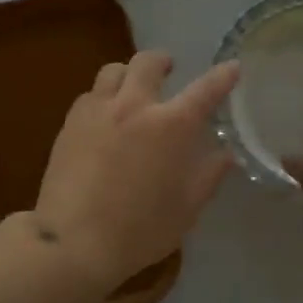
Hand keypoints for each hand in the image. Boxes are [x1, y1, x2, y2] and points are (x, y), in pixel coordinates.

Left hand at [29, 51, 239, 293]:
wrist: (73, 240)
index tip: (231, 67)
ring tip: (132, 89)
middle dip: (163, 61)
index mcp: (171, 126)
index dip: (222, 76)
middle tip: (169, 70)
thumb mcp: (186, 209)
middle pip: (148, 63)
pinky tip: (104, 116)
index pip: (205, 89)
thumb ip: (208, 175)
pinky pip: (90, 94)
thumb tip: (225, 154)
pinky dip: (103, 96)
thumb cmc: (139, 230)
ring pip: (113, 70)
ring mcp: (98, 110)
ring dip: (128, 73)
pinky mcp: (70, 122)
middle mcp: (134, 106)